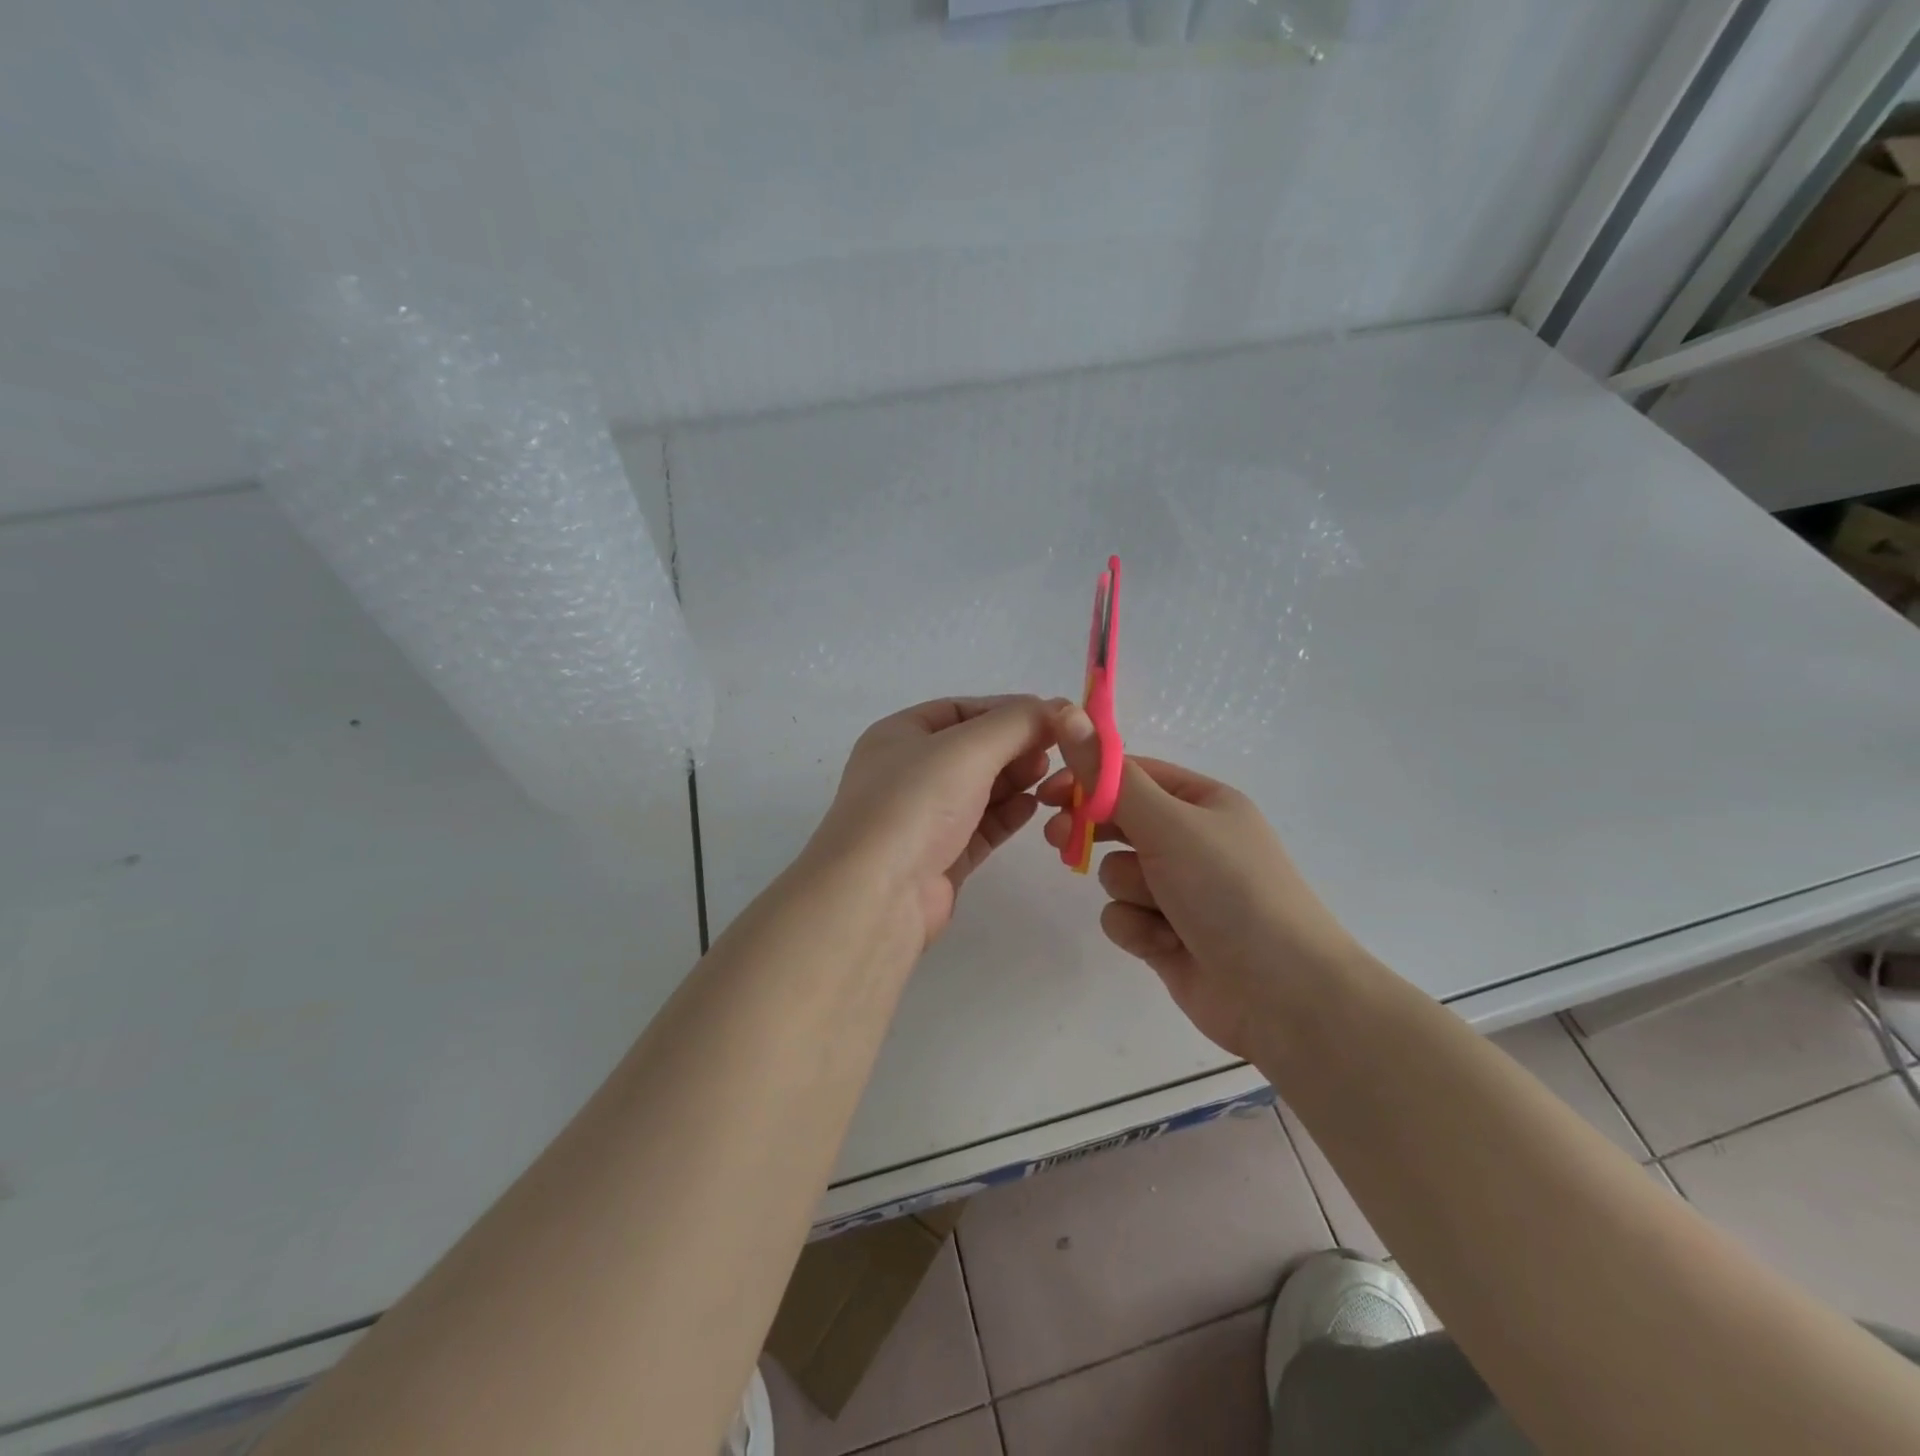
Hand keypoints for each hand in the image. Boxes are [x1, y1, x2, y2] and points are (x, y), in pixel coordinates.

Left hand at [811, 696, 1055, 947]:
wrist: (878, 894)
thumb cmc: (916, 804)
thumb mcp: (968, 748)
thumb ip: (1016, 723)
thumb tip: (1057, 708)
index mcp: (899, 736)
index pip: (959, 710)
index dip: (1005, 710)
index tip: (1051, 717)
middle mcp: (907, 773)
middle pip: (972, 750)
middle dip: (1014, 747)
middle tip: (1054, 752)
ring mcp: (923, 818)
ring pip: (979, 790)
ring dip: (1015, 780)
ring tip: (1049, 778)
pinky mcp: (941, 857)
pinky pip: (981, 826)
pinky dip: (1008, 814)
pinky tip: (1035, 807)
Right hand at [1039, 702, 1364, 1059]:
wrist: (1282, 995)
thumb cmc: (1230, 891)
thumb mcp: (1169, 824)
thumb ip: (1111, 777)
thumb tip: (1068, 714)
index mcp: (1202, 802)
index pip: (1131, 774)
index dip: (1087, 778)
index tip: (1047, 792)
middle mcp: (1191, 840)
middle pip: (1118, 822)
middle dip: (1092, 833)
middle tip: (1058, 839)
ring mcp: (1178, 889)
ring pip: (1117, 874)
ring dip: (1130, 891)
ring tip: (1161, 911)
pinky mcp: (1166, 933)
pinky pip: (1124, 917)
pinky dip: (1138, 929)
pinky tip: (1166, 944)